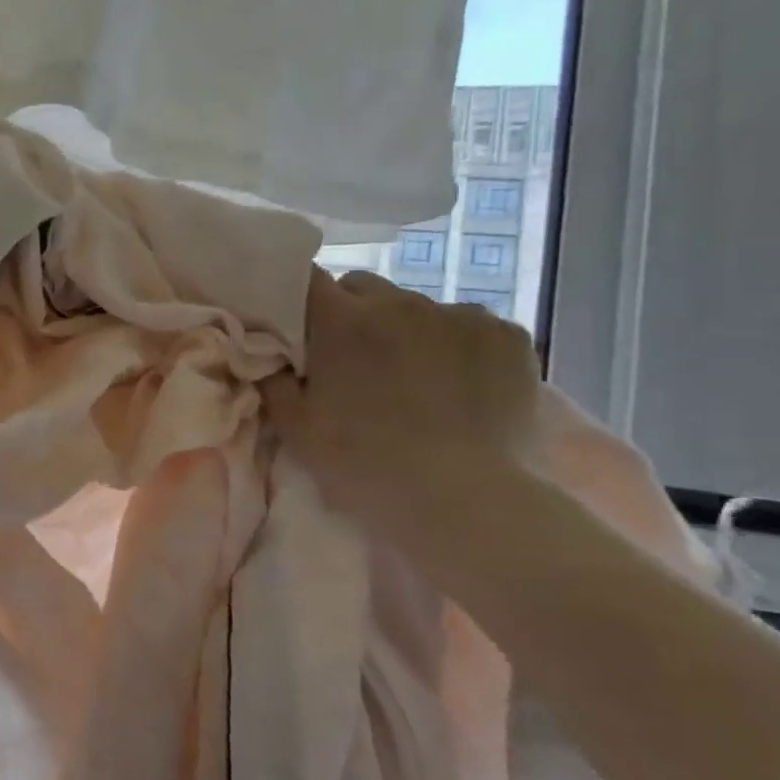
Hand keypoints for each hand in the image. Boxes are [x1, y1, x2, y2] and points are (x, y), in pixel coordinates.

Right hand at [259, 269, 540, 539]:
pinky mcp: (509, 335)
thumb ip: (274, 379)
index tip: (301, 325)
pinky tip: (459, 385)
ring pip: (417, 306)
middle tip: (354, 360)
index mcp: (343, 321)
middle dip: (352, 313)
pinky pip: (468, 325)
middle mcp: (401, 303)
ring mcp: (461, 316)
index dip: (301, 298)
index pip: (309, 278)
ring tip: (414, 378)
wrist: (466, 501)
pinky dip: (456, 345)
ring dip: (405, 330)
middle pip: (363, 287)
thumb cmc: (364, 463)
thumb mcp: (295, 427)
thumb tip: (269, 354)